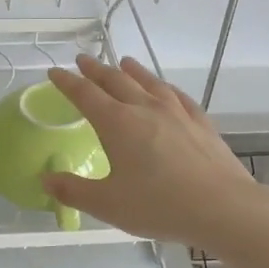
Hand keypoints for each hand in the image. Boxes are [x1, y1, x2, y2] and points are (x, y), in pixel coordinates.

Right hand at [42, 55, 263, 245]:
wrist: (223, 207)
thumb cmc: (159, 206)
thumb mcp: (108, 204)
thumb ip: (73, 191)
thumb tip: (45, 179)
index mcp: (117, 124)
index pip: (85, 95)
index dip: (67, 82)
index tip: (55, 72)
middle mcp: (144, 109)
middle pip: (115, 81)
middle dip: (96, 70)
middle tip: (83, 60)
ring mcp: (176, 113)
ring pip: (149, 82)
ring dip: (132, 70)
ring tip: (124, 62)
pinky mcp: (201, 123)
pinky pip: (178, 96)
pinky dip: (165, 87)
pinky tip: (165, 89)